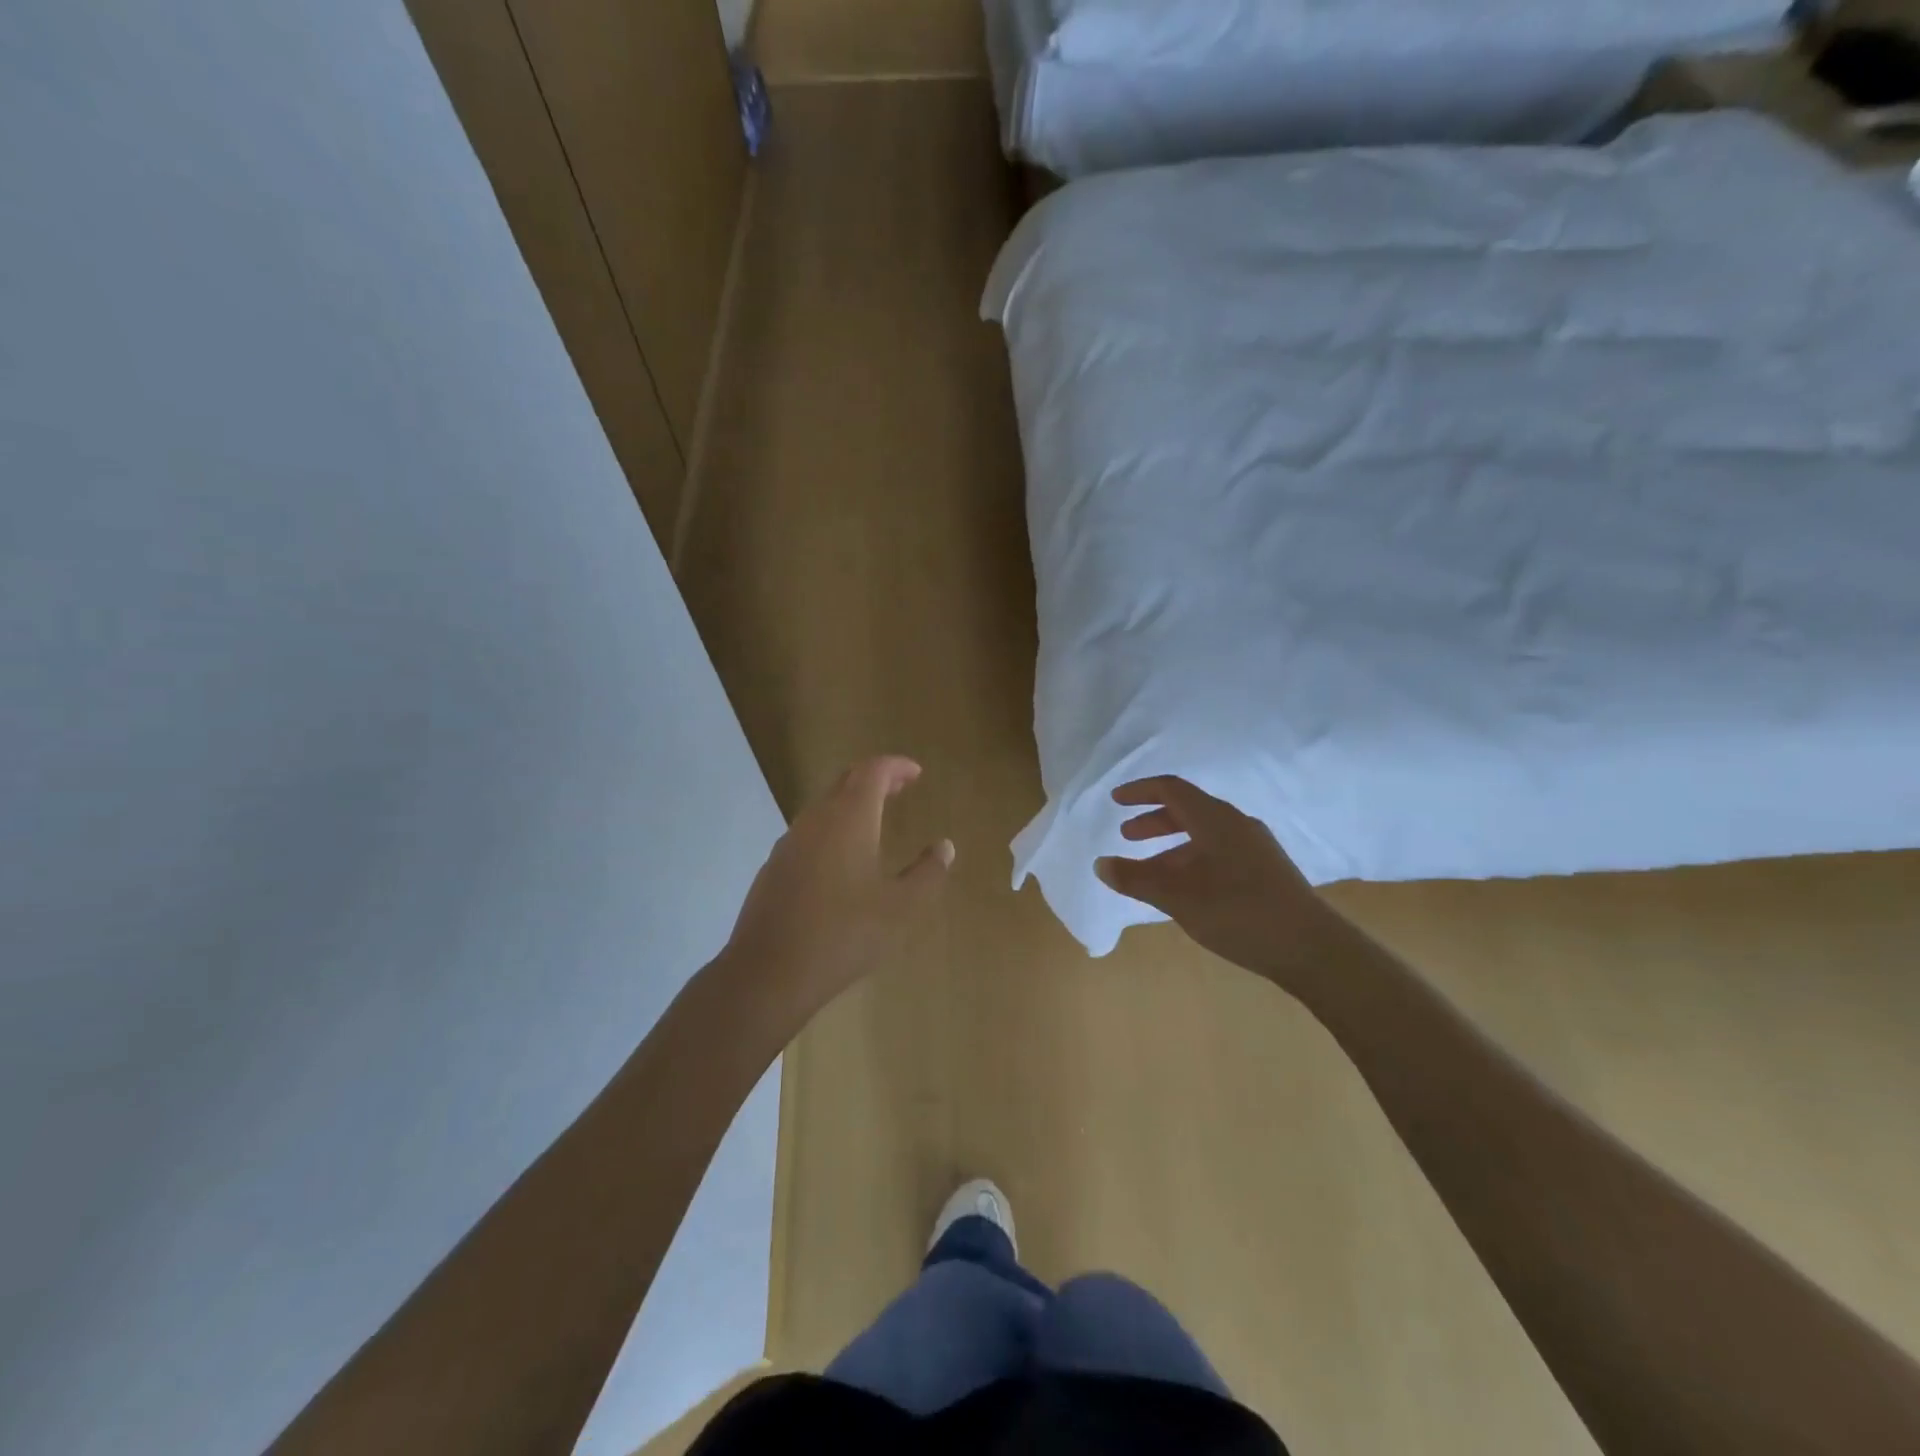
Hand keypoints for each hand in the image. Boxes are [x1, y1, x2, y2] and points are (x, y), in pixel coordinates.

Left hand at [723, 756, 952, 1017]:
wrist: (767, 972)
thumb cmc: (843, 934)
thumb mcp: (900, 908)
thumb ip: (927, 874)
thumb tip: (945, 846)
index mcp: (849, 819)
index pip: (872, 771)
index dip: (896, 766)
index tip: (916, 772)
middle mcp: (815, 821)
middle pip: (845, 782)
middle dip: (875, 779)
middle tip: (900, 787)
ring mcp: (789, 843)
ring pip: (824, 807)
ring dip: (851, 804)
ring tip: (875, 820)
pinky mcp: (773, 868)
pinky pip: (808, 833)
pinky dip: (832, 829)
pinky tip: (841, 859)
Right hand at [1096, 776, 1338, 988]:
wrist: (1311, 948)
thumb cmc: (1238, 912)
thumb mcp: (1177, 896)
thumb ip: (1136, 878)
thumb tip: (1100, 864)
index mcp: (1215, 819)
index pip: (1172, 789)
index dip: (1140, 791)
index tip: (1115, 801)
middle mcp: (1236, 824)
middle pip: (1188, 810)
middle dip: (1154, 820)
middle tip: (1127, 836)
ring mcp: (1255, 847)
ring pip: (1204, 834)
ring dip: (1172, 845)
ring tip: (1151, 870)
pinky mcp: (1266, 870)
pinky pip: (1219, 851)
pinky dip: (1193, 859)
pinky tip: (1187, 889)